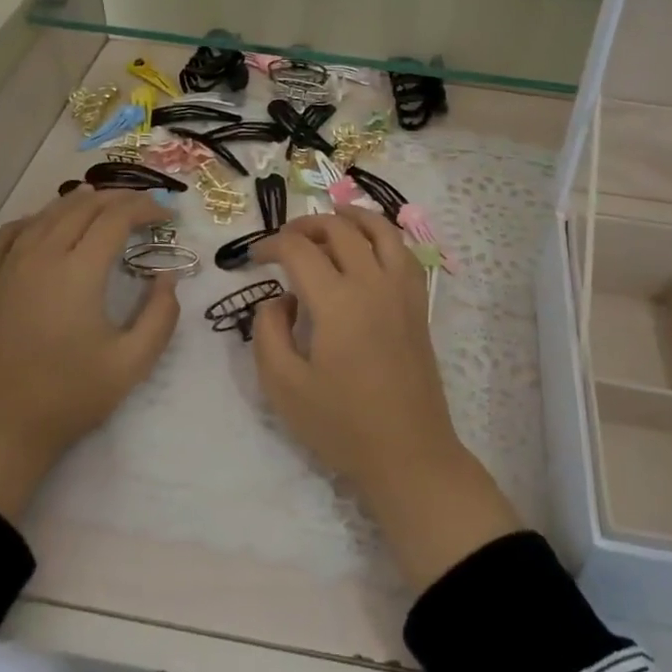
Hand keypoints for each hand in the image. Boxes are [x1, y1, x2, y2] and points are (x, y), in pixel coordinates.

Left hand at [0, 187, 180, 520]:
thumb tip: (168, 277)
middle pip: (81, 208)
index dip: (146, 209)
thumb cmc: (70, 397)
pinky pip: (2, 237)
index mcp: (79, 272)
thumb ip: (161, 315)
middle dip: (117, 199)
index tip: (167, 217)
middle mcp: (40, 257)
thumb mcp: (133, 362)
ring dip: (76, 204)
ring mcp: (4, 268)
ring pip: (43, 216)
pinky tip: (37, 225)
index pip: (117, 218)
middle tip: (140, 207)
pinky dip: (27, 222)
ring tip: (97, 202)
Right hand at [252, 210, 519, 590]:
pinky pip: (403, 250)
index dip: (270, 245)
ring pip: (379, 229)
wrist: (408, 453)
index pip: (299, 249)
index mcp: (337, 302)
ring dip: (350, 217)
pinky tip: (369, 245)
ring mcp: (402, 290)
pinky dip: (382, 235)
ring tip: (330, 218)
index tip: (253, 257)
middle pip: (339, 229)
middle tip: (283, 240)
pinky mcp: (418, 304)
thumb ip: (268, 332)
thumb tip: (279, 299)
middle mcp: (372, 283)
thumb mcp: (283, 386)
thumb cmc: (341, 425)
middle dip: (305, 225)